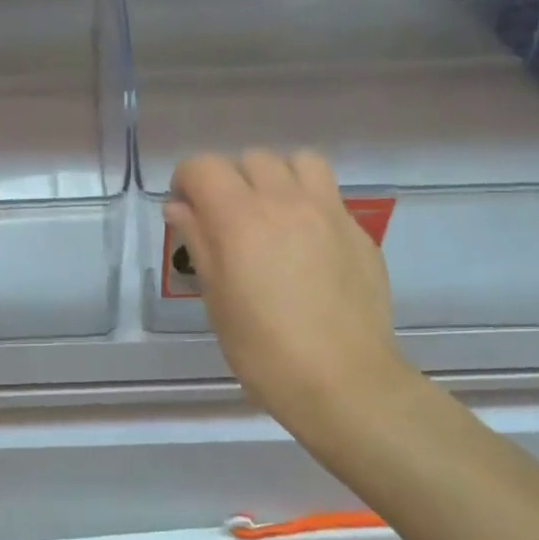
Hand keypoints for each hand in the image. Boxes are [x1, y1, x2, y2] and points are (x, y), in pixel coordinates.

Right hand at [165, 150, 406, 443]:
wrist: (342, 380)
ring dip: (277, 178)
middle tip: (228, 220)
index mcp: (240, 218)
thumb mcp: (216, 299)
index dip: (187, 181)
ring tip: (272, 215)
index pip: (204, 167)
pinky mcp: (358, 230)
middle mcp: (285, 201)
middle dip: (231, 181)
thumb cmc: (263, 349)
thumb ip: (198, 241)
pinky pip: (329, 195)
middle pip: (251, 159)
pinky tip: (307, 244)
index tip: (186, 210)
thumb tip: (180, 207)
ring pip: (299, 162)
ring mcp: (329, 212)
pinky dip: (309, 203)